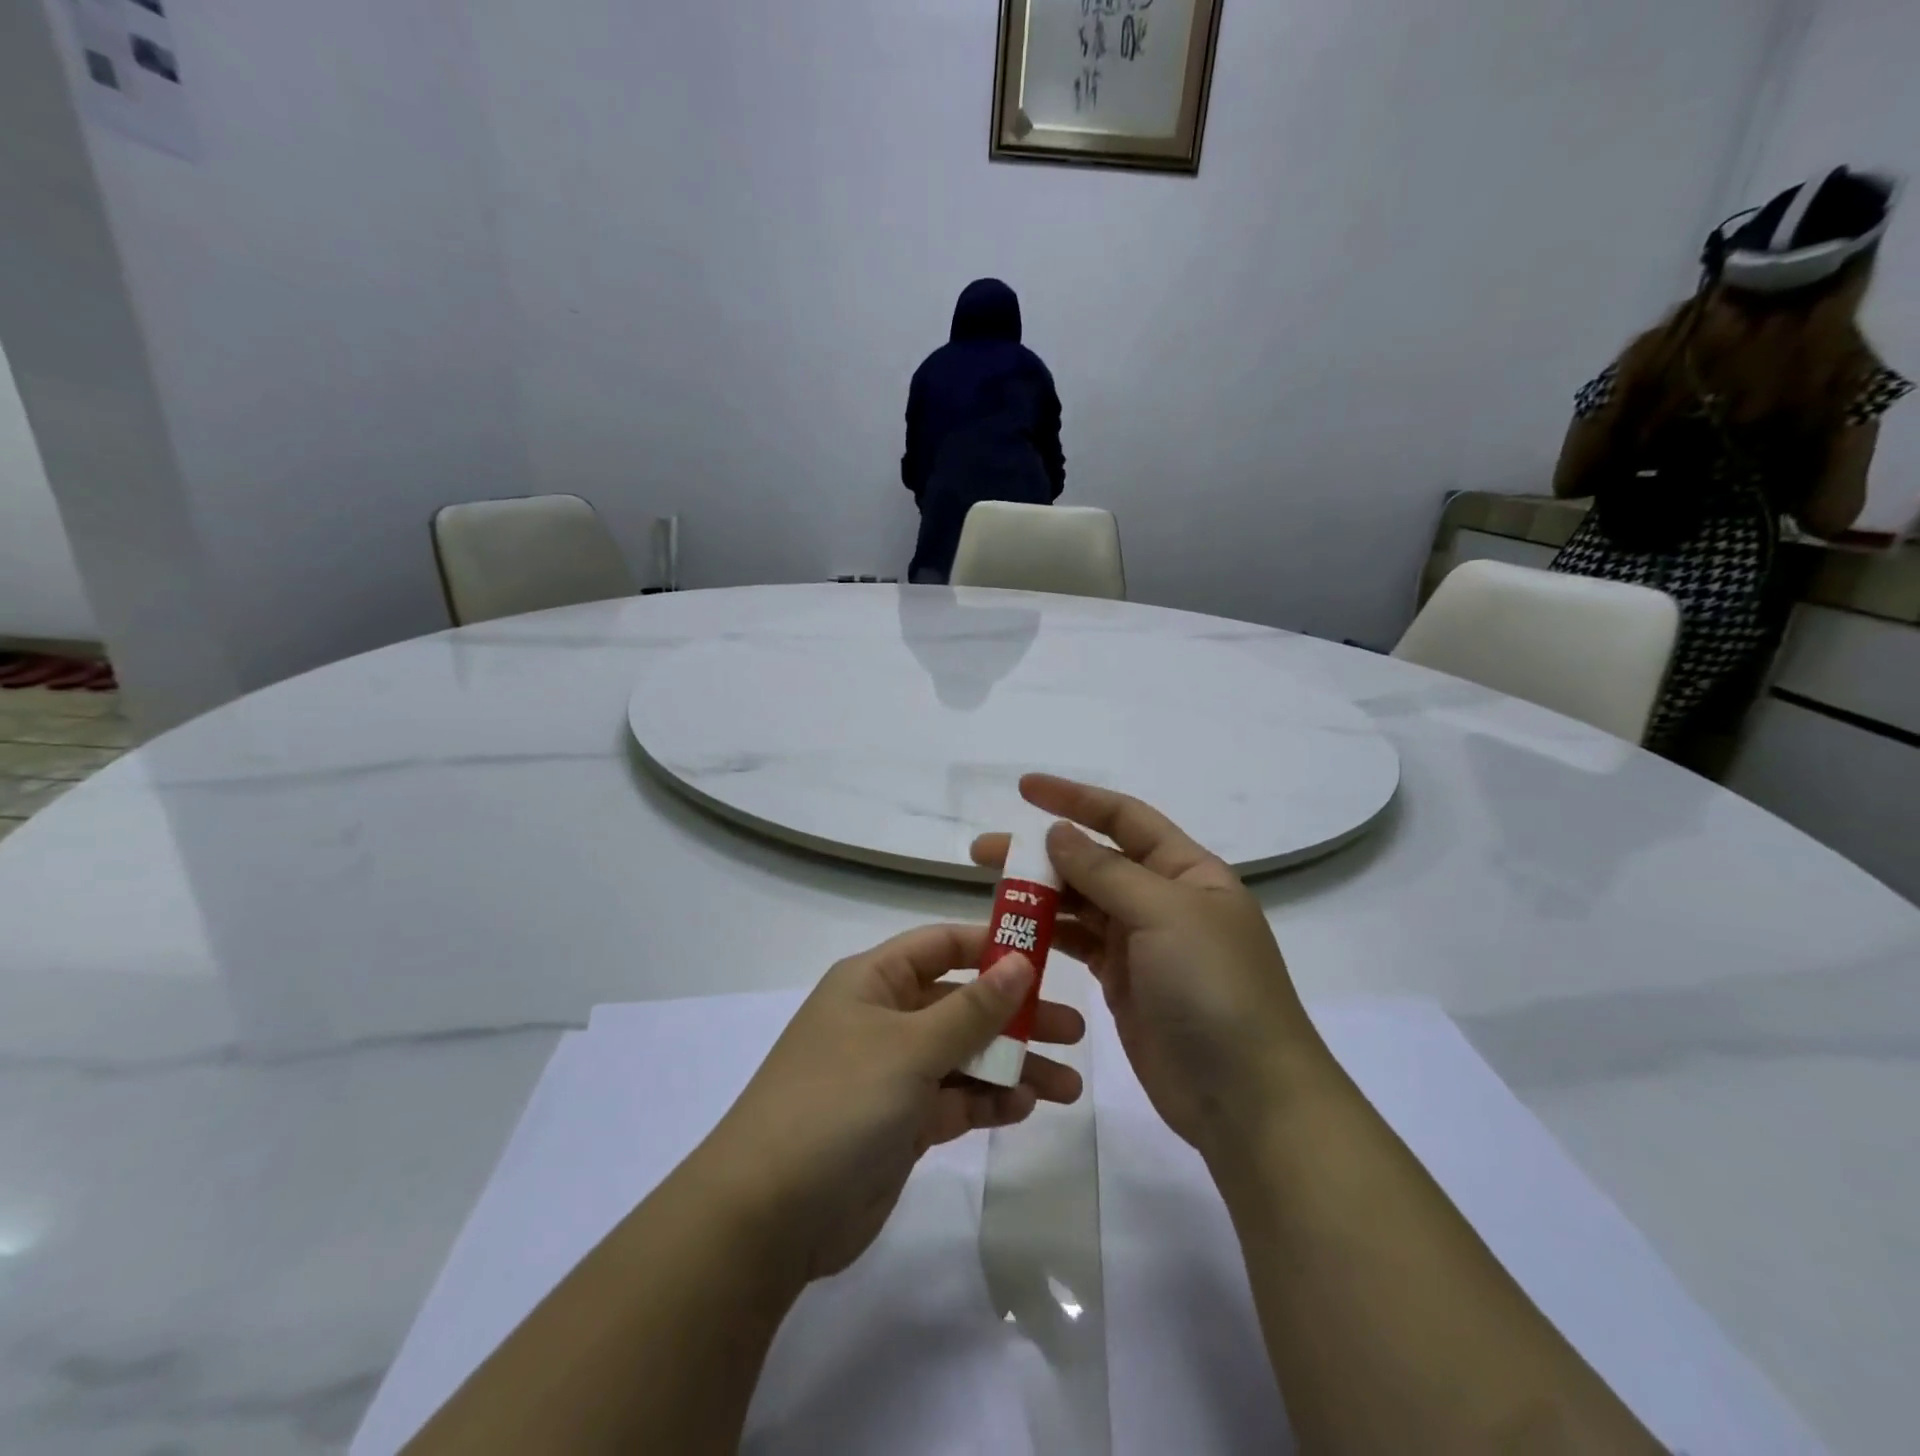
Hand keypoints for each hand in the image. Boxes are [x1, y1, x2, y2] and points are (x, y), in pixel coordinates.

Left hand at [703, 925, 1084, 1284]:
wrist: (768, 1215)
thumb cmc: (838, 1102)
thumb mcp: (910, 1047)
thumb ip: (971, 1008)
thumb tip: (1020, 963)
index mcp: (874, 981)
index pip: (941, 945)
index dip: (992, 945)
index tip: (1048, 956)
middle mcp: (884, 1019)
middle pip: (962, 1003)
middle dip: (1016, 1015)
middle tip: (1074, 1030)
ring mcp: (891, 1073)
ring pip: (964, 1056)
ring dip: (1012, 1066)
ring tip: (1067, 1086)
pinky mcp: (900, 1123)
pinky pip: (954, 1099)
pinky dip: (987, 1101)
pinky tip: (1025, 1108)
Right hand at [972, 776, 1327, 1158]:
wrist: (1247, 1099)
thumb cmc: (1214, 989)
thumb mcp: (1164, 915)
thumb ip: (1106, 871)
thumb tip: (1059, 832)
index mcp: (1186, 871)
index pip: (1124, 818)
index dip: (1074, 798)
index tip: (1023, 789)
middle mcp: (1163, 899)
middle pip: (1094, 861)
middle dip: (1041, 852)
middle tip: (984, 852)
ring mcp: (1142, 943)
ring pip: (1081, 904)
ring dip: (1039, 895)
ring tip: (992, 895)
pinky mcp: (1123, 983)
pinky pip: (1078, 946)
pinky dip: (1047, 937)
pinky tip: (1015, 936)